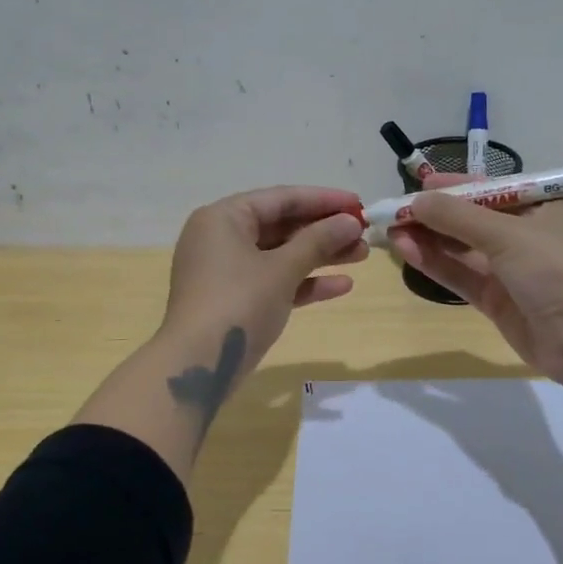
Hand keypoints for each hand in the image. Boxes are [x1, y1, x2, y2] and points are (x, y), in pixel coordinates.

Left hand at [161, 186, 368, 379]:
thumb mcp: (282, 269)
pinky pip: (274, 281)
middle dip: (324, 231)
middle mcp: (221, 238)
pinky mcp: (235, 300)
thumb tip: (351, 221)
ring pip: (280, 255)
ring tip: (361, 255)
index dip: (323, 200)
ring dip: (320, 256)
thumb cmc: (238, 303)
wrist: (198, 365)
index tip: (360, 204)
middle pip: (281, 226)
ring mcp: (226, 271)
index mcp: (223, 218)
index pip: (281, 198)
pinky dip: (303, 282)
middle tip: (364, 233)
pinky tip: (342, 286)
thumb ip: (318, 241)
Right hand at [389, 179, 562, 387]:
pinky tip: (407, 251)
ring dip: (428, 239)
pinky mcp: (498, 302)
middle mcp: (526, 236)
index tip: (417, 184)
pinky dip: (435, 264)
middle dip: (433, 215)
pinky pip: (461, 276)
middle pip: (471, 220)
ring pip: (462, 250)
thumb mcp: (507, 233)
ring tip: (390, 231)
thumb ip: (457, 216)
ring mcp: (511, 271)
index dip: (454, 186)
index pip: (490, 189)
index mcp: (540, 208)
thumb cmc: (556, 268)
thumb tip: (416, 200)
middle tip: (392, 211)